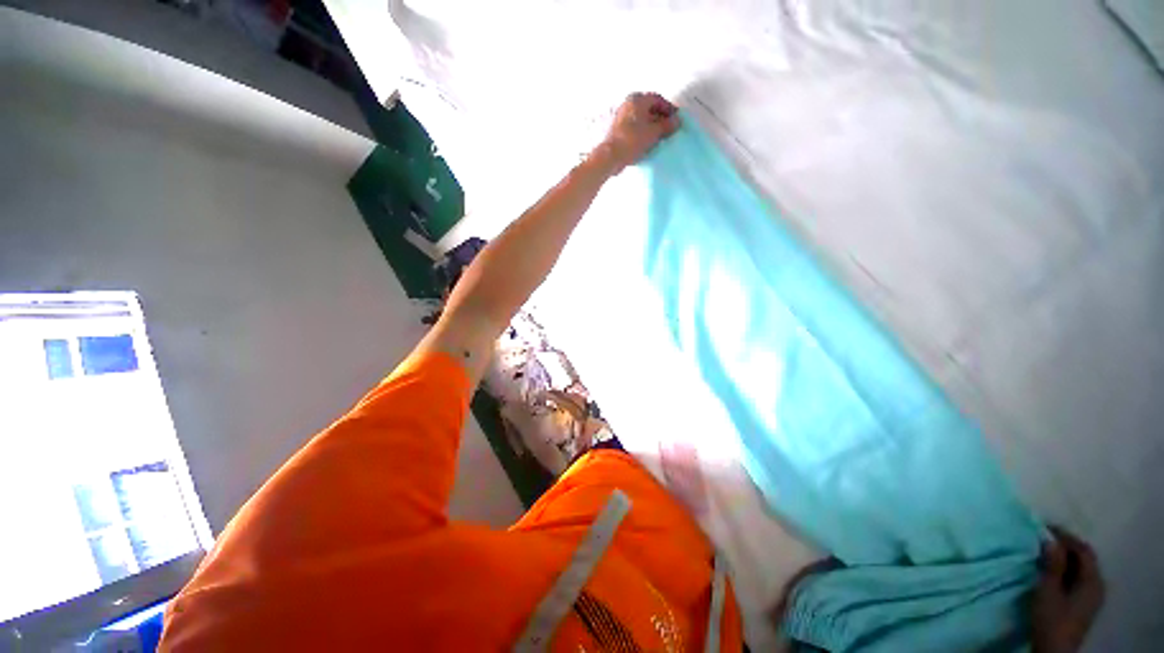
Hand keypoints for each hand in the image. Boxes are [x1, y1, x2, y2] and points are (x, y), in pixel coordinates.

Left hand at [592, 92, 680, 174]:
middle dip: (660, 117)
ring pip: (641, 118)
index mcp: (637, 99)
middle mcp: (628, 104)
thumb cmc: (633, 140)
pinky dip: (643, 131)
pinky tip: (647, 141)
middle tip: (669, 128)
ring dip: (651, 125)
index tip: (676, 119)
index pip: (657, 99)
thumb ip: (667, 125)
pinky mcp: (617, 130)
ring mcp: (621, 117)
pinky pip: (634, 127)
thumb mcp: (654, 132)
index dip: (669, 108)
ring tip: (660, 136)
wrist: (611, 156)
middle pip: (648, 108)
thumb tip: (677, 121)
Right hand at [1032, 526, 1104, 652]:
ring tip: (1045, 553)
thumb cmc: (1051, 619)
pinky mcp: (1085, 603)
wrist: (1054, 651)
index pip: (1083, 549)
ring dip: (1065, 558)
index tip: (1043, 528)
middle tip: (1043, 539)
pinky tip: (1053, 571)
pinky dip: (1066, 569)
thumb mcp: (1048, 591)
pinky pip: (1078, 578)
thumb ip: (1052, 565)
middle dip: (1065, 546)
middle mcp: (1098, 584)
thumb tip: (1050, 539)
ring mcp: (1093, 596)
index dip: (1065, 536)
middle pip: (1084, 558)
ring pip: (1081, 568)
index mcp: (1093, 580)